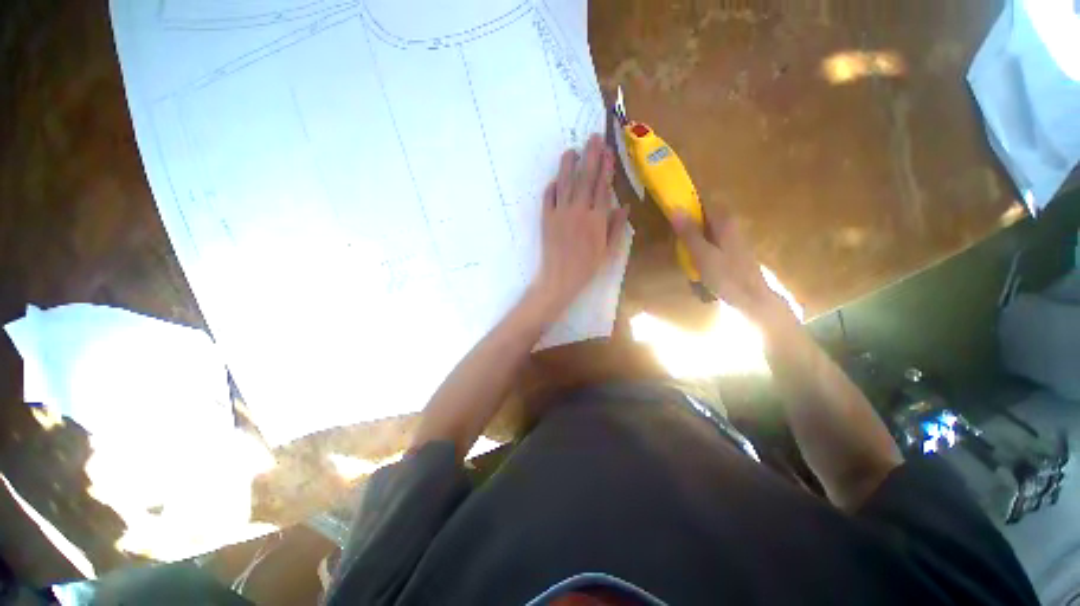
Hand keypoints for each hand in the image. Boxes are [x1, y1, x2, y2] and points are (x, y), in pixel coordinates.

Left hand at [531, 134, 628, 316]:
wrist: (560, 278)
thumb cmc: (587, 266)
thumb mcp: (608, 250)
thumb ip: (616, 226)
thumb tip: (625, 205)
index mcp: (597, 219)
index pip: (603, 187)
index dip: (606, 168)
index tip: (608, 151)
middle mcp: (579, 211)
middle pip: (585, 178)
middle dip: (590, 156)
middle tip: (593, 137)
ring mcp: (560, 213)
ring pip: (565, 182)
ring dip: (568, 164)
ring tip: (572, 150)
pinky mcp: (546, 218)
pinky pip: (548, 197)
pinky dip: (552, 186)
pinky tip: (556, 178)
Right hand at [671, 202, 781, 320]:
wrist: (752, 299)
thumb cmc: (727, 276)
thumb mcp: (702, 255)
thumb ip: (689, 232)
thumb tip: (674, 208)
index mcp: (725, 221)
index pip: (705, 200)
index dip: (688, 200)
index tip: (671, 205)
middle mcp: (731, 224)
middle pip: (706, 213)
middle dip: (689, 219)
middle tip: (673, 232)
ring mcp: (733, 236)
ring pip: (708, 227)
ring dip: (694, 233)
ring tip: (682, 247)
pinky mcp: (732, 248)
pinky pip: (712, 239)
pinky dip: (701, 243)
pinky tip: (695, 258)